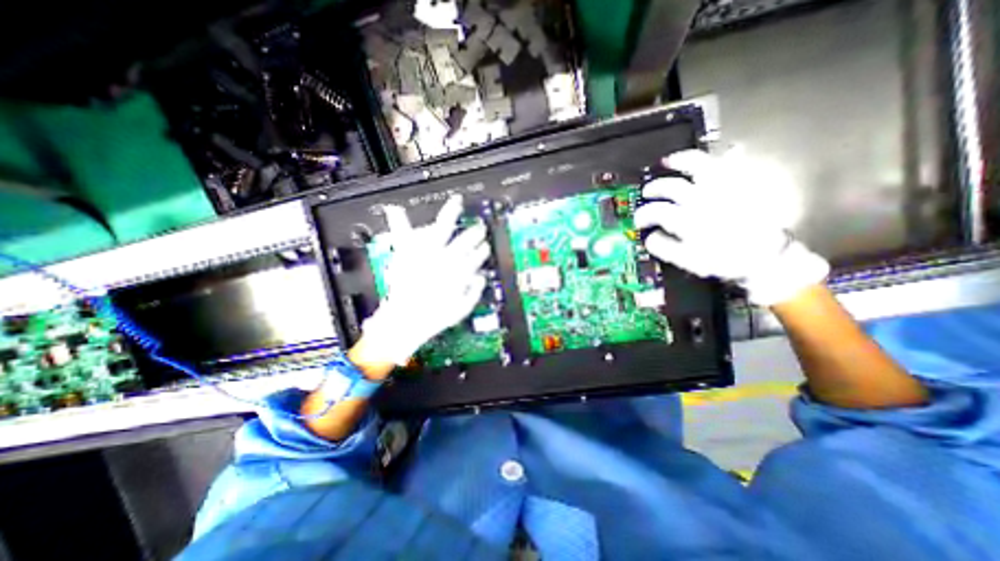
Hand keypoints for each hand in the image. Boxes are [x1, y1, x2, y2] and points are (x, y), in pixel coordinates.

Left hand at [356, 195, 487, 364]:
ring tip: (456, 203)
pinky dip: (398, 220)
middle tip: (478, 226)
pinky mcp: (406, 253)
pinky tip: (394, 208)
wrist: (407, 320)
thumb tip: (480, 276)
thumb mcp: (462, 308)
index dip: (481, 249)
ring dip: (450, 216)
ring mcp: (424, 253)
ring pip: (440, 229)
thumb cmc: (434, 317)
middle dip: (473, 232)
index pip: (473, 255)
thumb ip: (474, 290)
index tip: (485, 245)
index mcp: (456, 270)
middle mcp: (442, 258)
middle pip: (462, 239)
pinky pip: (403, 234)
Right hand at [636, 148, 833, 306]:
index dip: (642, 214)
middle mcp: (700, 199)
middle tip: (647, 192)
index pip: (655, 211)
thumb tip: (649, 236)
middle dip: (654, 188)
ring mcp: (722, 188)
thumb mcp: (687, 261)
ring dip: (679, 161)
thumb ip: (664, 247)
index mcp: (685, 219)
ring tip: (668, 161)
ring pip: (697, 165)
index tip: (639, 220)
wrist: (766, 256)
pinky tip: (722, 152)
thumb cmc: (723, 260)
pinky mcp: (741, 184)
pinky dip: (728, 154)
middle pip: (670, 186)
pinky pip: (735, 162)